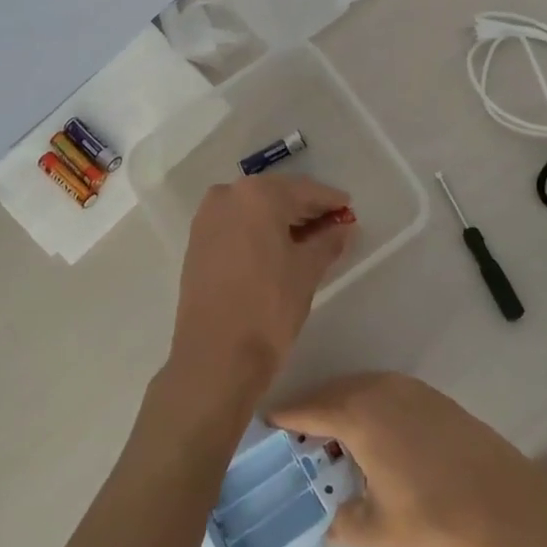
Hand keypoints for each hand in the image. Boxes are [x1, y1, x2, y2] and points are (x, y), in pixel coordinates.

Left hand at [165, 175, 355, 415]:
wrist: (214, 356)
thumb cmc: (268, 308)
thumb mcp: (307, 271)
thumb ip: (328, 241)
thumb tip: (343, 227)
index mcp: (258, 195)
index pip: (304, 190)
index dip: (330, 200)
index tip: (349, 208)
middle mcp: (228, 195)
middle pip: (276, 194)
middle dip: (305, 208)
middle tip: (332, 224)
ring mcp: (207, 217)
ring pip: (254, 208)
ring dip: (280, 218)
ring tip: (308, 239)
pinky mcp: (197, 241)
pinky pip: (236, 223)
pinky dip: (258, 229)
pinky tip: (277, 247)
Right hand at [270, 372, 546, 546]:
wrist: (512, 508)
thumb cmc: (439, 520)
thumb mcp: (378, 531)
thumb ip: (341, 518)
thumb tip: (327, 512)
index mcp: (359, 413)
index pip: (305, 408)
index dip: (280, 420)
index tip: (260, 430)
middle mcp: (379, 389)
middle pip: (330, 393)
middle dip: (308, 414)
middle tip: (292, 444)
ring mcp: (408, 388)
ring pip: (358, 390)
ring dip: (339, 410)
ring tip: (328, 445)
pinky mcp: (431, 396)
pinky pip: (382, 393)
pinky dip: (366, 409)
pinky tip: (370, 441)